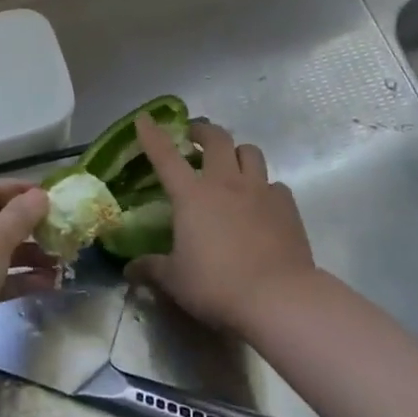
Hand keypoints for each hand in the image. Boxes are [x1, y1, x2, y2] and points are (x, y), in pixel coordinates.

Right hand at [126, 115, 316, 335]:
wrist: (277, 297)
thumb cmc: (216, 285)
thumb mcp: (175, 280)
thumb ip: (151, 269)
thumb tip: (130, 270)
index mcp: (192, 195)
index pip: (166, 156)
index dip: (152, 134)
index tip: (145, 118)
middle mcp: (226, 183)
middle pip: (217, 139)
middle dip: (203, 132)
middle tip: (194, 138)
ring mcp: (260, 191)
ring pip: (250, 152)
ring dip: (237, 152)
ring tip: (231, 165)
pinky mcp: (287, 206)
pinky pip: (274, 184)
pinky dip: (264, 186)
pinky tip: (260, 203)